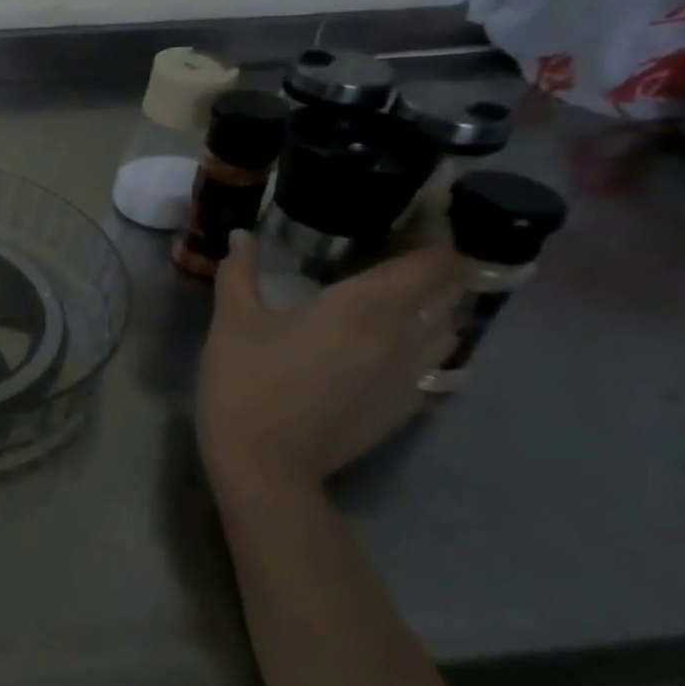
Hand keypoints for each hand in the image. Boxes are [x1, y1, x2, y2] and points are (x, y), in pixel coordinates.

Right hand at [197, 232, 465, 501]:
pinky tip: (389, 343)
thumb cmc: (246, 382)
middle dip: (438, 268)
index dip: (435, 238)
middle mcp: (402, 337)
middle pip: (452, 292)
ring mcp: (410, 376)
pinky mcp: (406, 406)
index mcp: (363, 307)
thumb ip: (239, 272)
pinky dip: (425, 342)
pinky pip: (435, 362)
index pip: (433, 263)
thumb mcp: (232, 322)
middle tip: (401, 253)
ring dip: (437, 306)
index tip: (413, 221)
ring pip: (450, 328)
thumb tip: (243, 235)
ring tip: (402, 295)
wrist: (266, 464)